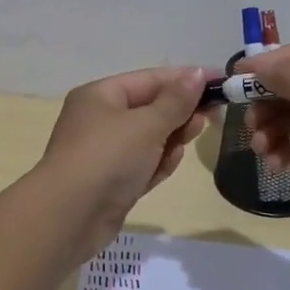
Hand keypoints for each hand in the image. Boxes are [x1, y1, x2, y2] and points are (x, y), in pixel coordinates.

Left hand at [37, 65, 212, 247]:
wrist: (68, 217)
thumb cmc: (108, 157)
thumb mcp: (147, 124)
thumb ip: (176, 101)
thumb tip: (198, 73)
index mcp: (101, 96)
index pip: (150, 79)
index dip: (185, 79)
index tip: (220, 81)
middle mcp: (100, 120)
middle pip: (150, 108)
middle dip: (180, 110)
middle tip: (213, 114)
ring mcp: (105, 153)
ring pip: (149, 138)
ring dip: (172, 138)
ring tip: (194, 135)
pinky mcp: (112, 183)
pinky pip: (143, 164)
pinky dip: (158, 162)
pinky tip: (170, 163)